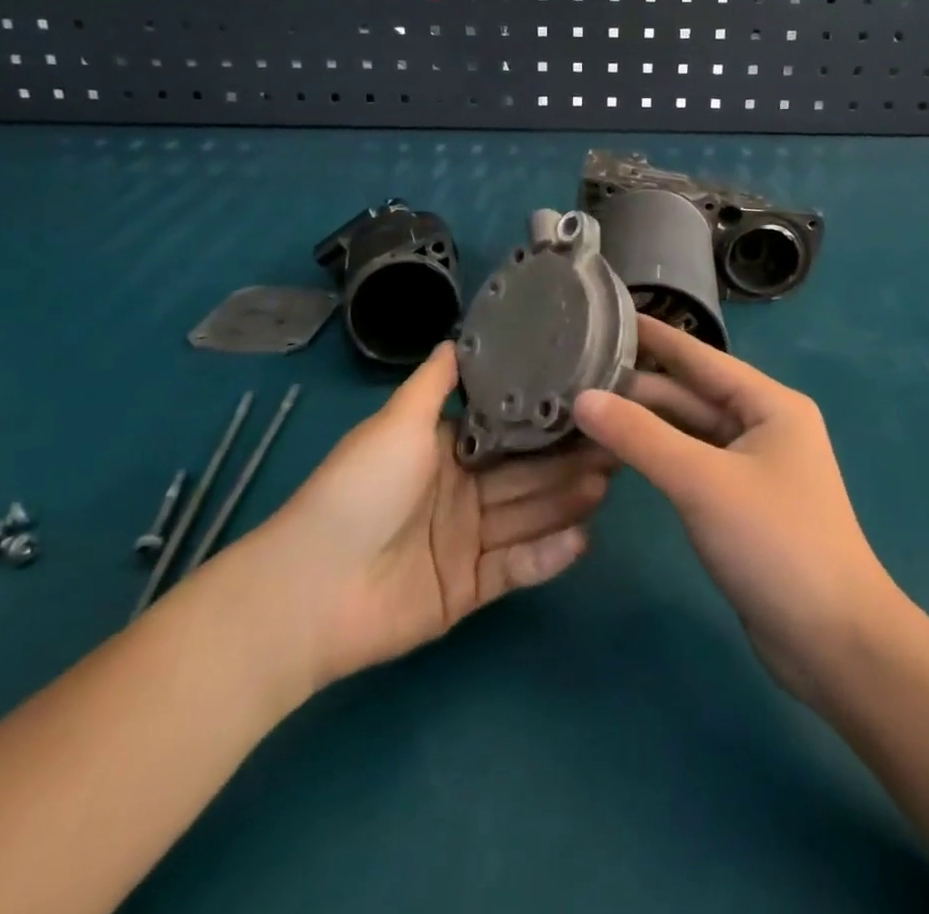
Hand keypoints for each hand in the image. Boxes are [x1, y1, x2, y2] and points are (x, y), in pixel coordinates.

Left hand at [264, 344, 616, 688]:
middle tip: (616, 446)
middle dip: (566, 461)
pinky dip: (547, 555)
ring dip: (565, 502)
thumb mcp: (397, 421)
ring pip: (526, 517)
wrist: (311, 588)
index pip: (505, 433)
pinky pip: (515, 568)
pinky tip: (582, 537)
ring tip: (607, 482)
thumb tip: (458, 337)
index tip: (589, 406)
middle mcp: (459, 493)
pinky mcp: (467, 591)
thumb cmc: (360, 489)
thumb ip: (434, 381)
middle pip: (523, 475)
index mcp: (443, 451)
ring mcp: (465, 544)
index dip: (544, 422)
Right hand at [573, 317, 894, 706]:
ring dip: (642, 424)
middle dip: (636, 388)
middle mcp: (762, 426)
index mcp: (768, 404)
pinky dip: (655, 457)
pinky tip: (614, 454)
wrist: (834, 644)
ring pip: (686, 432)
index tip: (606, 316)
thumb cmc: (776, 543)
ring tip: (582, 409)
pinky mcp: (739, 504)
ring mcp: (751, 467)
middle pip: (689, 396)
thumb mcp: (702, 481)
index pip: (699, 357)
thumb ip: (639, 437)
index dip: (653, 336)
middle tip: (573, 375)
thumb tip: (581, 398)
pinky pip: (689, 464)